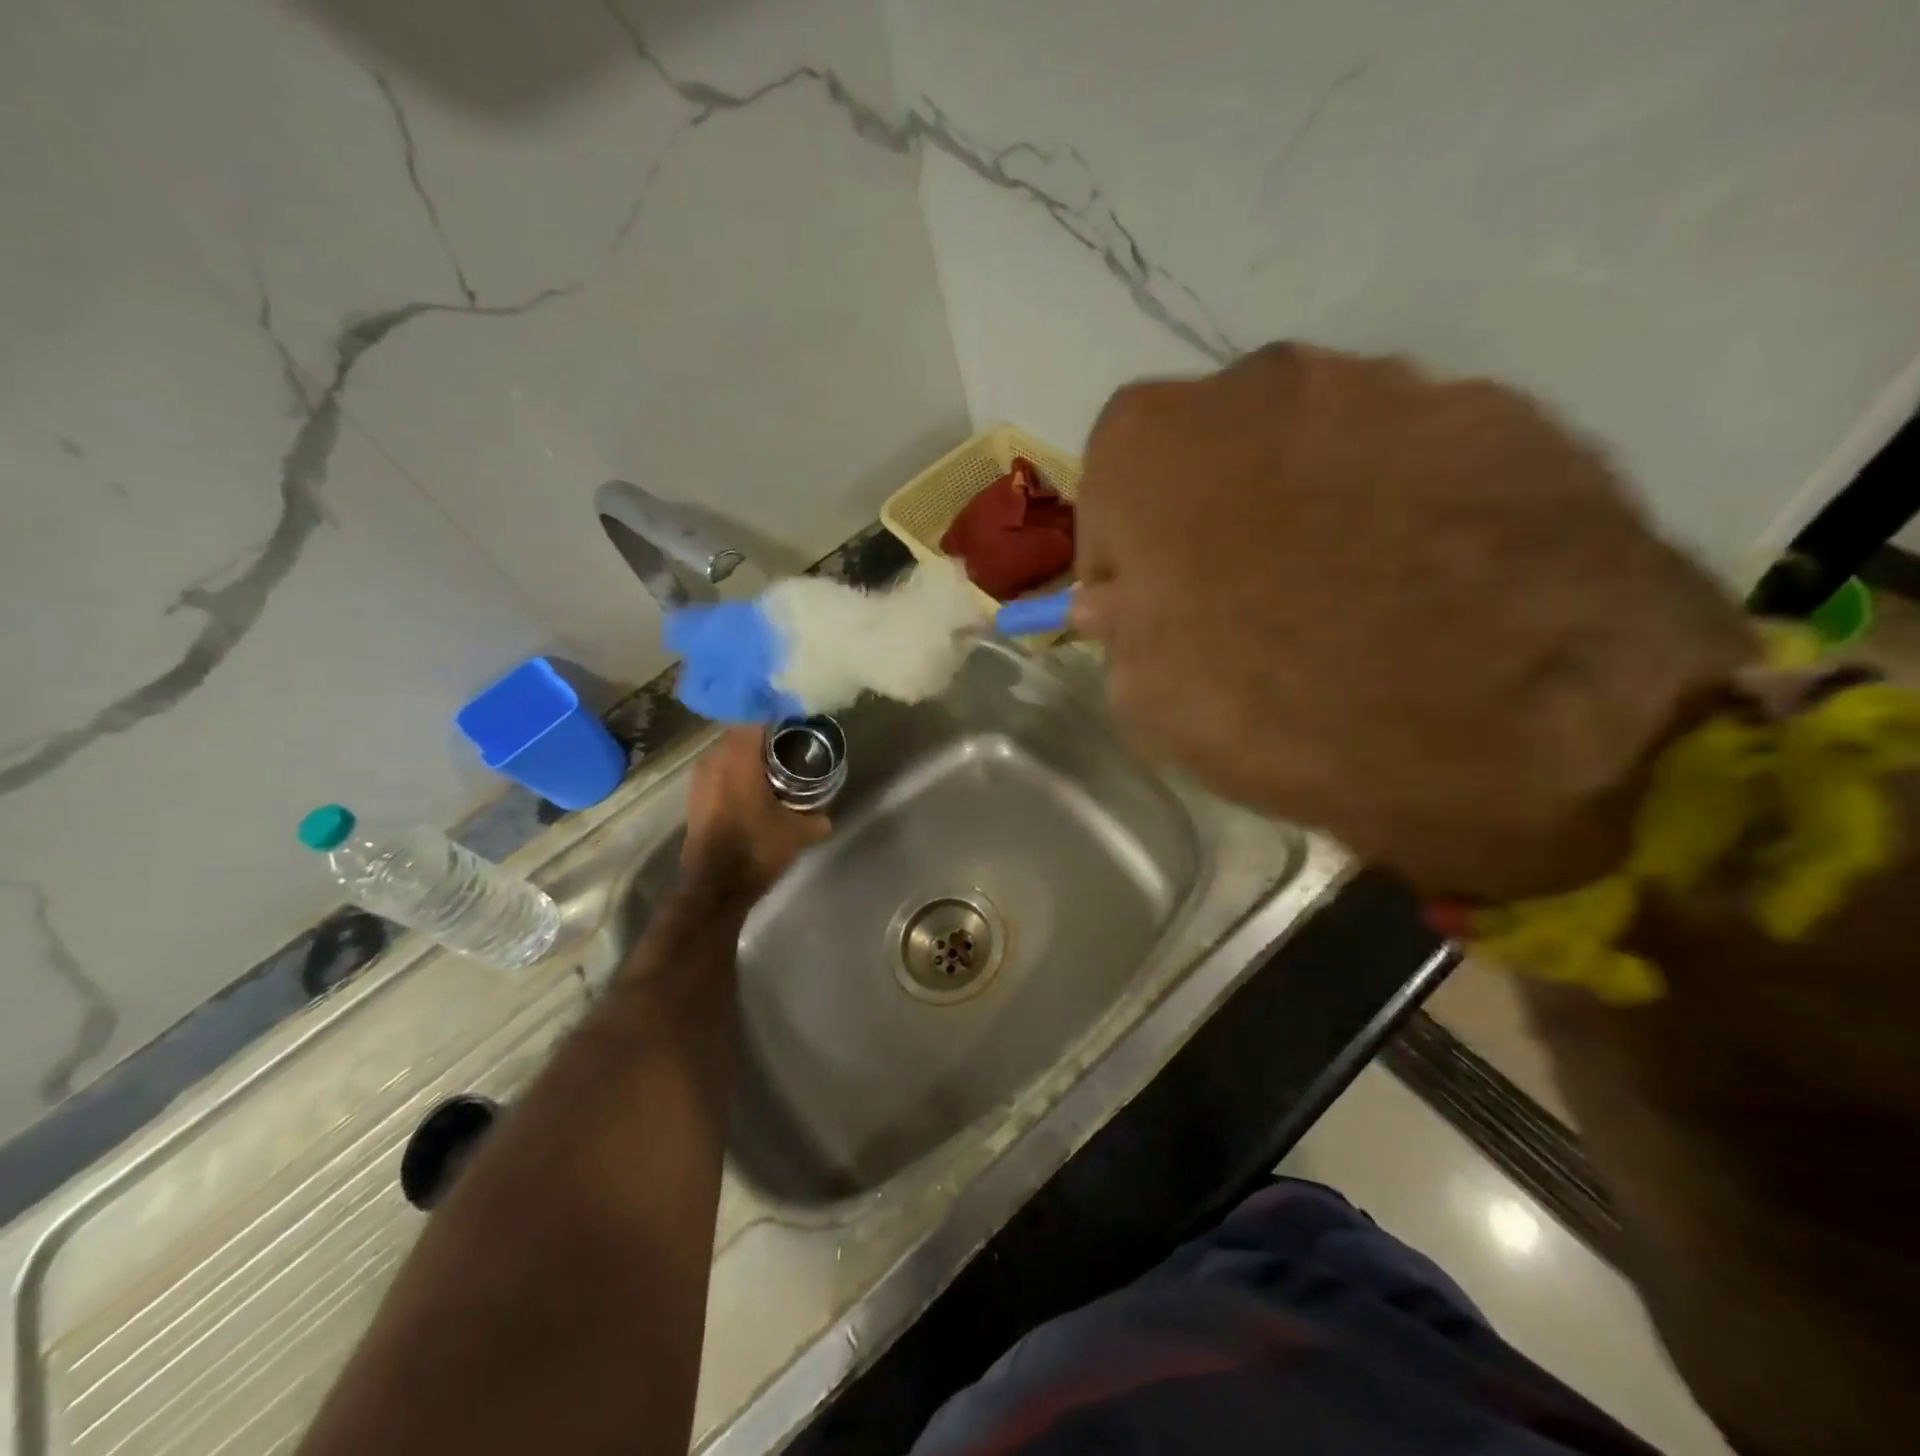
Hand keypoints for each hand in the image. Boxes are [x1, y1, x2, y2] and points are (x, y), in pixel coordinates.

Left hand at [680, 727, 829, 899]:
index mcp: (739, 758)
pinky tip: (756, 789)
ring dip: (749, 757)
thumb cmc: (756, 849)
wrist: (714, 887)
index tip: (799, 725)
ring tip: (775, 768)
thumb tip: (825, 815)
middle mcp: (715, 759)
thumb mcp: (798, 833)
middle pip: (741, 734)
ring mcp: (700, 779)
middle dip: (765, 738)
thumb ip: (817, 818)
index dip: (779, 719)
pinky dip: (737, 774)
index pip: (757, 719)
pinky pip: (720, 772)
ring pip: (728, 753)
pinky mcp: (695, 797)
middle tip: (791, 747)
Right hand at [1072, 344, 1757, 900]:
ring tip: (1350, 597)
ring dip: (1305, 509)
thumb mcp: (1151, 701)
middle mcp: (1260, 380)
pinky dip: (1399, 508)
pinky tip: (1429, 584)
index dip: (1125, 562)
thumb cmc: (1285, 707)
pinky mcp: (1501, 409)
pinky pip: (1409, 460)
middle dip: (1210, 522)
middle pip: (1210, 458)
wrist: (1529, 718)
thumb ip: (1121, 632)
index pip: (1109, 494)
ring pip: (1310, 449)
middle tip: (1244, 604)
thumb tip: (1123, 602)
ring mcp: (1391, 381)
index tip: (1152, 617)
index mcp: (1152, 442)